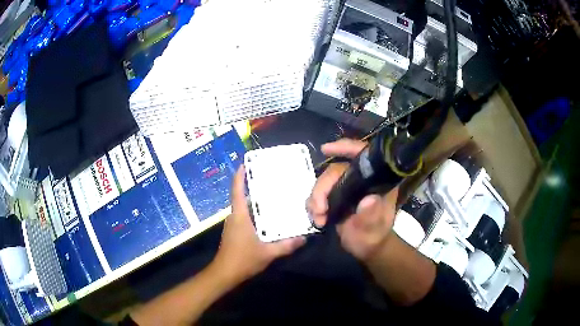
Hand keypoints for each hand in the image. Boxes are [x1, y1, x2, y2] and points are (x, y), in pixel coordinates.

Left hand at [212, 166, 305, 283]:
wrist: (225, 273)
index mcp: (240, 216)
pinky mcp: (234, 232)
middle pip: (241, 197)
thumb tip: (304, 238)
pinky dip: (254, 212)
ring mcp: (232, 225)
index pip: (237, 191)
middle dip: (252, 186)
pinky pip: (244, 217)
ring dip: (254, 200)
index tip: (245, 163)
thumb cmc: (243, 259)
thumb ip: (287, 246)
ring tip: (272, 196)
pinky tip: (267, 217)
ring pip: (243, 208)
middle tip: (270, 179)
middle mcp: (234, 217)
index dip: (239, 176)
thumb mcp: (268, 253)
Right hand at [307, 139, 398, 261]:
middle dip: (323, 188)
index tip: (325, 149)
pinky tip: (317, 218)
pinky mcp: (336, 195)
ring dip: (316, 199)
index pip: (364, 155)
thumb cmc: (374, 236)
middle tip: (319, 210)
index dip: (346, 147)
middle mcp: (361, 179)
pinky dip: (313, 204)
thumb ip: (372, 216)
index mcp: (377, 181)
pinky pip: (319, 193)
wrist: (365, 247)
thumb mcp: (375, 229)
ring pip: (324, 181)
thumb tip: (369, 200)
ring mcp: (347, 186)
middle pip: (336, 170)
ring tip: (318, 219)